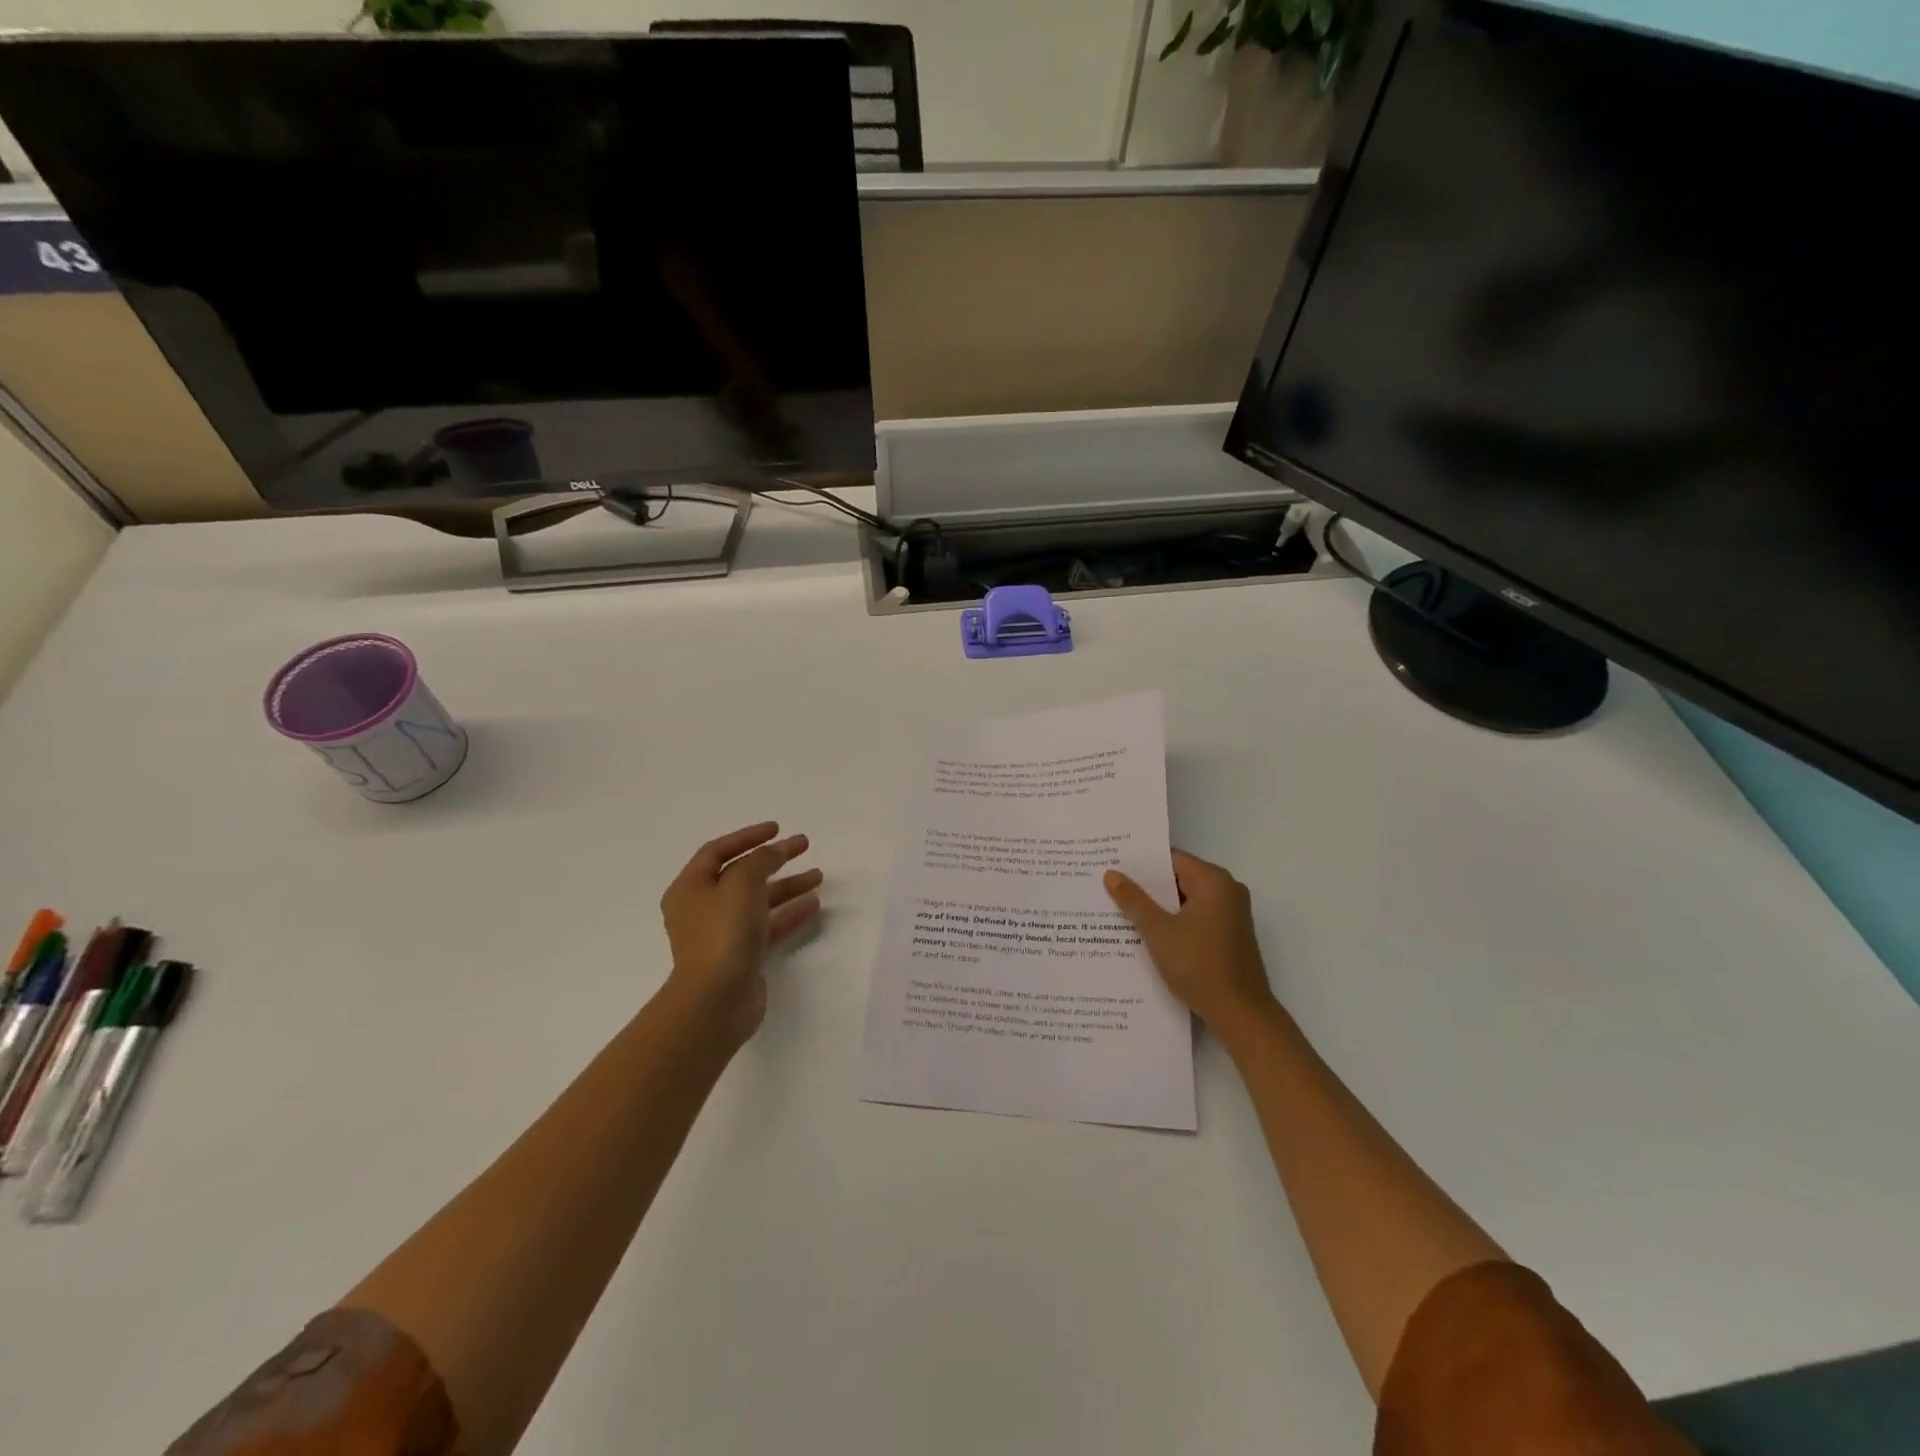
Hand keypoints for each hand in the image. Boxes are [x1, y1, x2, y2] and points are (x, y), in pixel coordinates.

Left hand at [660, 822, 822, 1045]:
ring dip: (787, 886)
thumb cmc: (722, 934)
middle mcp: (703, 909)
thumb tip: (774, 851)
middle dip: (773, 859)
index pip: (717, 851)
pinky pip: (768, 926)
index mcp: (690, 888)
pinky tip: (813, 905)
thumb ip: (760, 860)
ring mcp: (723, 934)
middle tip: (804, 846)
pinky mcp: (742, 956)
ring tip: (818, 876)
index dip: (748, 836)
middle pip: (742, 874)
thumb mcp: (741, 884)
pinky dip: (789, 913)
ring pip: (759, 900)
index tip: (778, 829)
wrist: (716, 1001)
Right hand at [1104, 850, 1278, 1037]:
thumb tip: (1111, 874)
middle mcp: (1227, 891)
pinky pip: (1195, 918)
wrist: (1241, 1016)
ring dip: (1158, 907)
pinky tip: (1146, 933)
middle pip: (1179, 878)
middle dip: (1147, 886)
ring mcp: (1231, 915)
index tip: (1112, 865)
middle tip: (1110, 886)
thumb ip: (1134, 900)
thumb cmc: (1199, 966)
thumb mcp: (1158, 931)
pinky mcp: (1229, 936)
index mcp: (1214, 881)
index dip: (1141, 863)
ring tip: (1120, 909)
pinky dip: (1173, 922)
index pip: (1171, 859)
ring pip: (1185, 901)